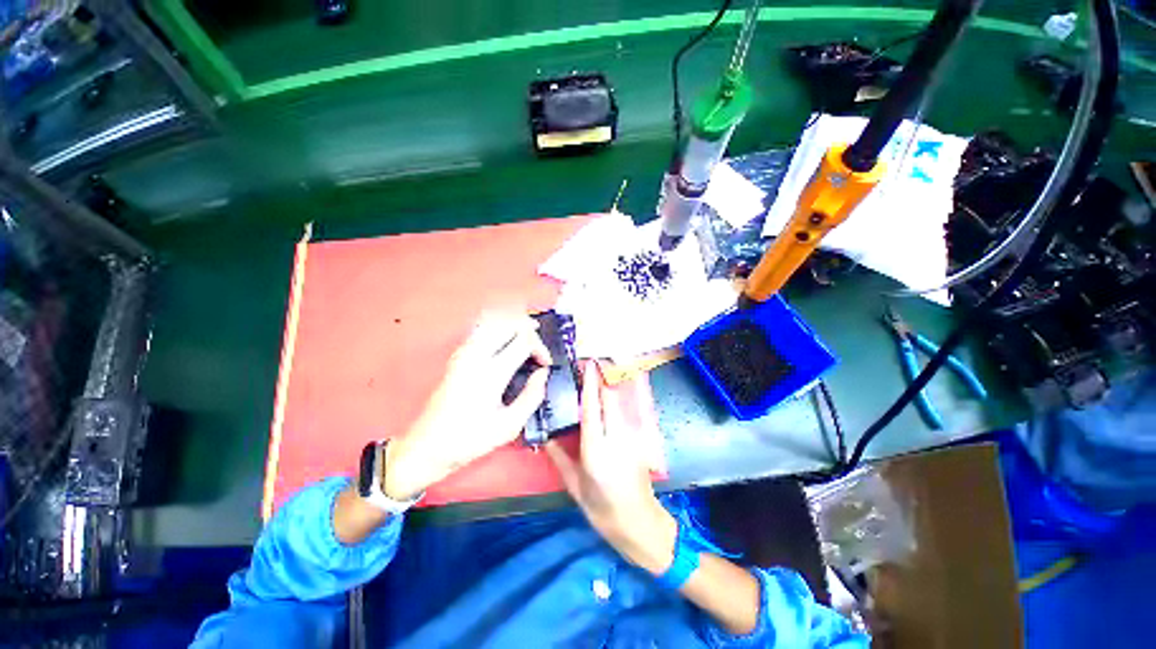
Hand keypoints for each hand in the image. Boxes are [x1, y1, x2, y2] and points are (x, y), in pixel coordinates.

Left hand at [383, 313, 551, 499]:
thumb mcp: (510, 425)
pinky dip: (499, 325)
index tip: (545, 364)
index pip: (523, 341)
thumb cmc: (471, 438)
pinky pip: (481, 327)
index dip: (540, 348)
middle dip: (530, 330)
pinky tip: (507, 338)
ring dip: (514, 324)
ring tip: (528, 335)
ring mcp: (464, 352)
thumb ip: (532, 396)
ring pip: (494, 320)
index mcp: (491, 373)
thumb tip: (543, 373)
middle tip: (538, 349)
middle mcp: (476, 355)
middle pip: (509, 323)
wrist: (429, 444)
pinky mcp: (457, 354)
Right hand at [546, 360, 676, 574]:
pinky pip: (622, 416)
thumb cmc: (602, 510)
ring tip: (593, 384)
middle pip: (609, 400)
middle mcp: (615, 438)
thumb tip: (546, 437)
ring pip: (617, 406)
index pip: (592, 408)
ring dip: (606, 392)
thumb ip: (560, 458)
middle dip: (600, 381)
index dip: (590, 384)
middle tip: (587, 369)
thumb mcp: (575, 486)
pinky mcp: (638, 441)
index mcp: (596, 450)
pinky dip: (612, 406)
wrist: (640, 524)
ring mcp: (630, 438)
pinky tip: (603, 407)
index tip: (587, 365)